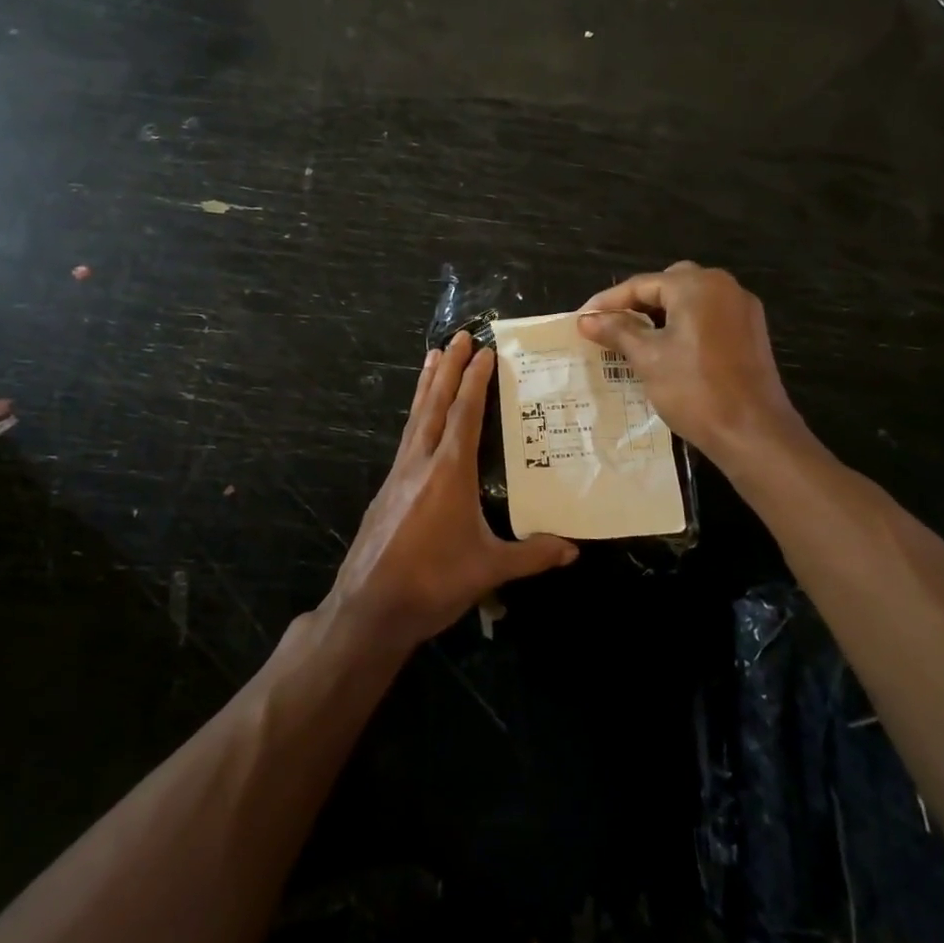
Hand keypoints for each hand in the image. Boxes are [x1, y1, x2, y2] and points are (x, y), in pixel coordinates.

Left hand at [328, 331, 577, 649]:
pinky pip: (405, 437)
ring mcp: (398, 474)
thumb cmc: (432, 583)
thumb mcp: (489, 569)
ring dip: (427, 385)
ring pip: (415, 417)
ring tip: (432, 356)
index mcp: (448, 472)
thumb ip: (532, 555)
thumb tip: (574, 550)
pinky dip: (415, 414)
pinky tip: (418, 418)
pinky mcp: (386, 489)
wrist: (369, 607)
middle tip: (458, 335)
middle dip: (449, 368)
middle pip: (435, 404)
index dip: (475, 380)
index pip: (464, 413)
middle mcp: (420, 462)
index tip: (484, 350)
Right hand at [577, 261, 818, 466]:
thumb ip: (617, 331)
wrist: (753, 432)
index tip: (582, 320)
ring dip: (661, 314)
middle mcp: (724, 287)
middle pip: (668, 285)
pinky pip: (709, 317)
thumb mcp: (648, 358)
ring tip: (633, 338)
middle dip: (637, 303)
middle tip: (610, 325)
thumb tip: (587, 319)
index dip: (608, 302)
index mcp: (697, 286)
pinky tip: (667, 350)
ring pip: (690, 301)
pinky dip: (684, 326)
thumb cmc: (695, 390)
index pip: (642, 284)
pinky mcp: (751, 333)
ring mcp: (742, 310)